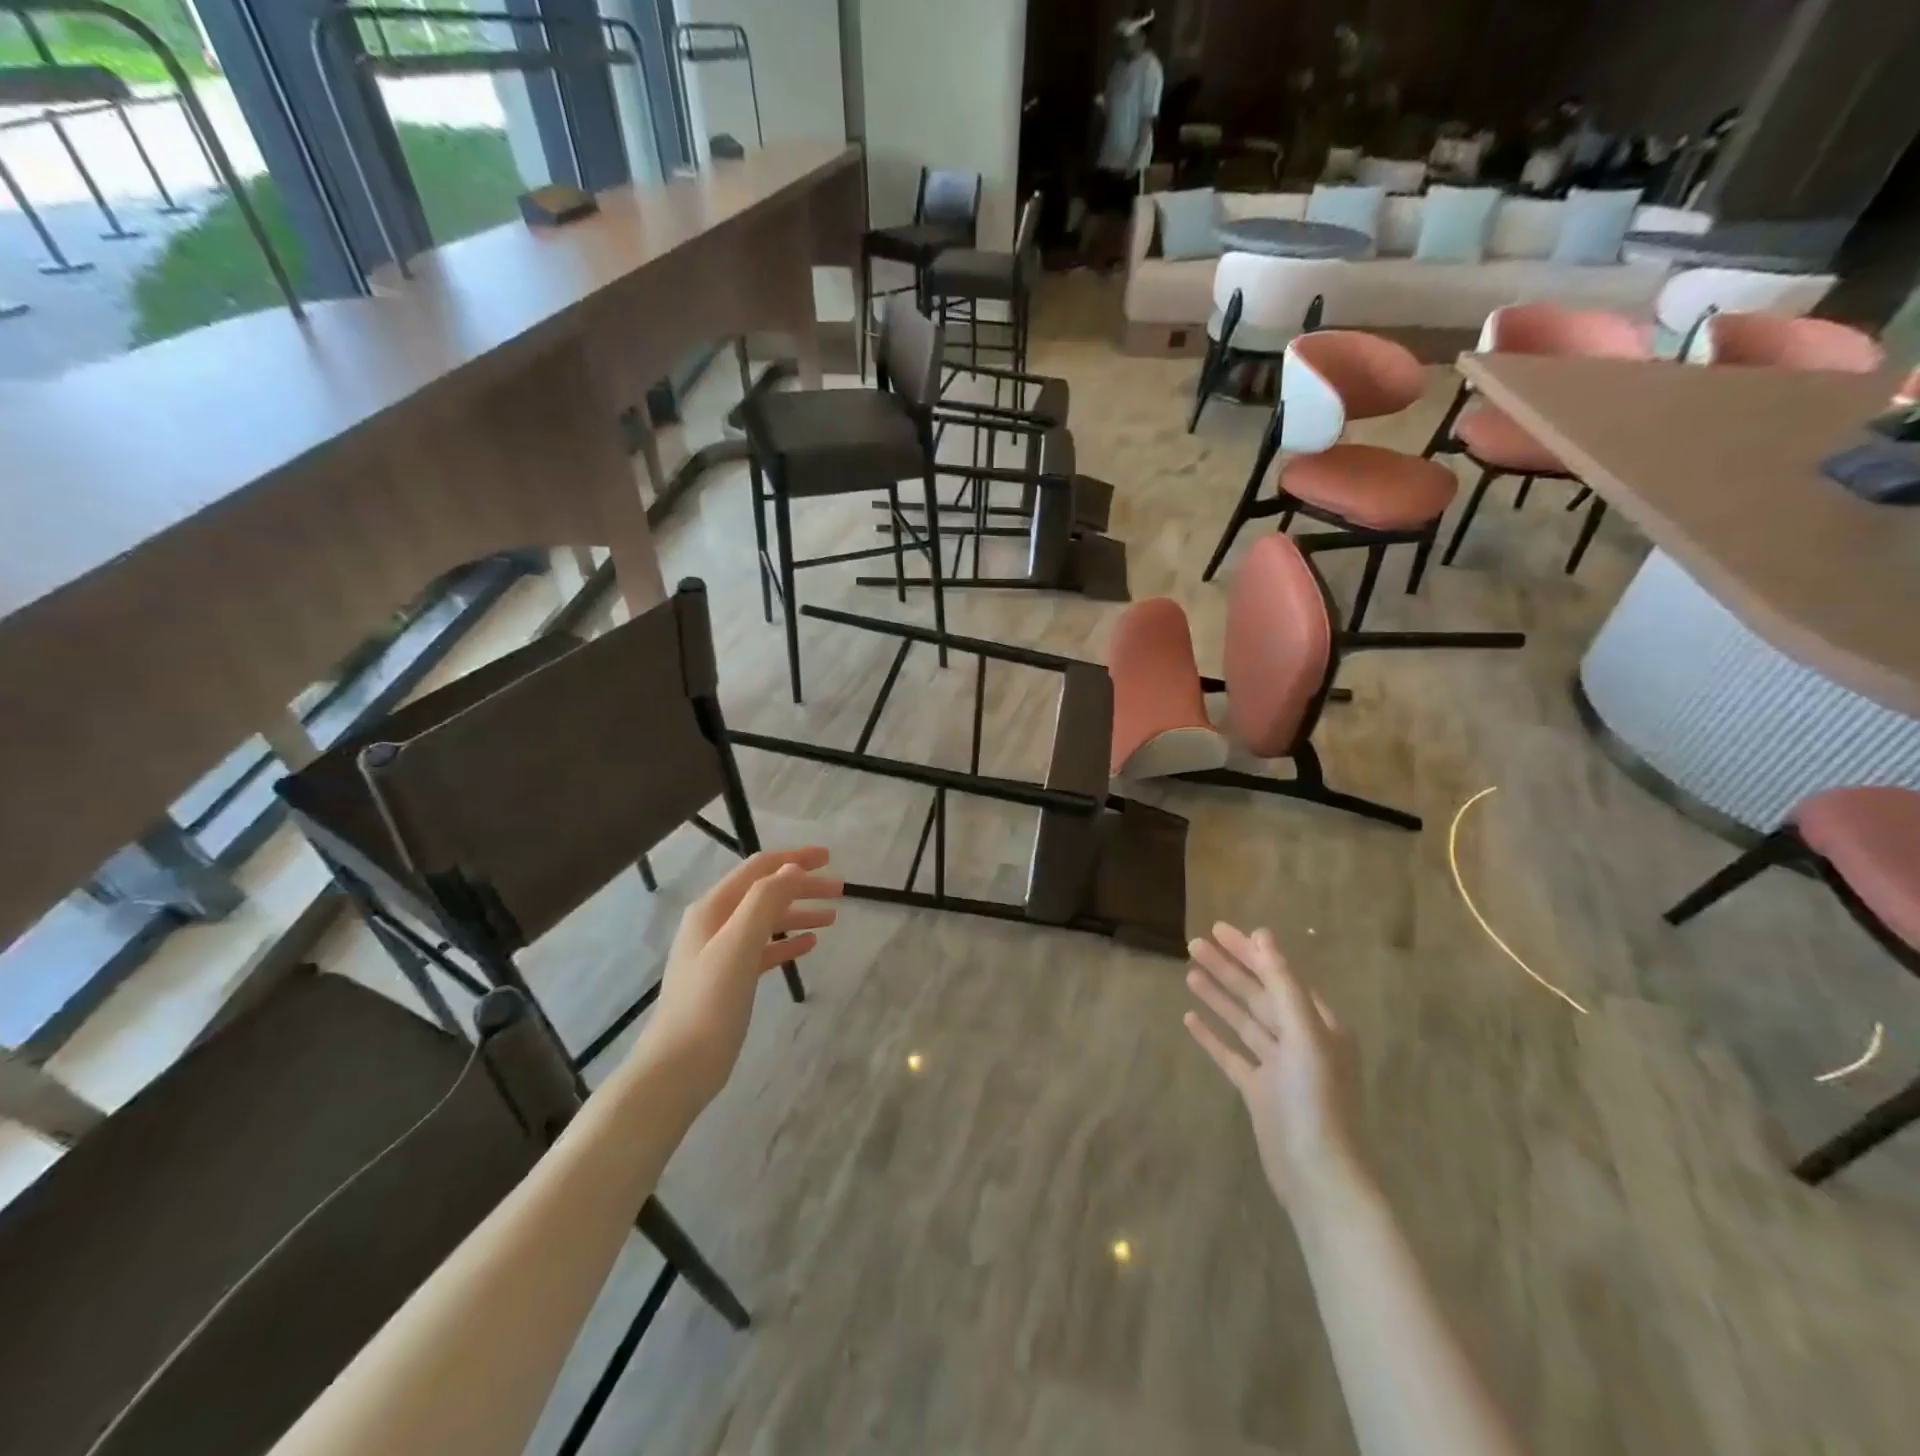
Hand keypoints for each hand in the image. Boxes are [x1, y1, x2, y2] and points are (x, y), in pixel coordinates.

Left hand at [643, 848, 841, 1106]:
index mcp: (713, 908)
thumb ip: (765, 901)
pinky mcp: (728, 980)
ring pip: (767, 921)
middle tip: (840, 890)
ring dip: (798, 913)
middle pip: (765, 892)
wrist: (678, 1067)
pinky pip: (764, 949)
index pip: (759, 869)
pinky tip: (810, 945)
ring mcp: (720, 953)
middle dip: (802, 886)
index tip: (830, 857)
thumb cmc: (709, 1002)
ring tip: (833, 918)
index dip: (794, 859)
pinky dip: (787, 942)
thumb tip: (792, 868)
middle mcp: (714, 923)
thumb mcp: (739, 945)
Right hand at [1184, 922, 1363, 1209]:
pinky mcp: (1259, 1092)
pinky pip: (1232, 1054)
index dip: (1249, 952)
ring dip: (1218, 996)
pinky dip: (1213, 1036)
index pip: (1279, 976)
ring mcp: (1278, 1067)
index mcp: (1319, 1025)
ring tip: (1189, 972)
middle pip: (1258, 994)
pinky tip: (1190, 1019)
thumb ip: (1283, 985)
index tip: (1219, 929)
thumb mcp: (1304, 1036)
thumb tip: (1263, 937)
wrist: (1318, 1177)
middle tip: (1193, 944)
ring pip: (1243, 1021)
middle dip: (1228, 968)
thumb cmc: (1316, 1101)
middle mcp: (1300, 1041)